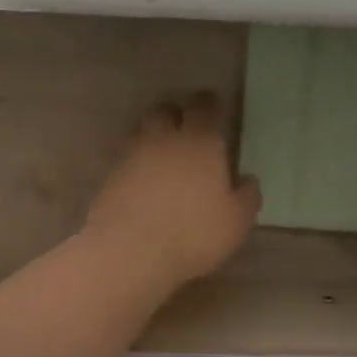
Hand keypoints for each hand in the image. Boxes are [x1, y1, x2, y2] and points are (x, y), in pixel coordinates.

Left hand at [84, 92, 262, 288]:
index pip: (204, 108)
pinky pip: (125, 158)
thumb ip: (246, 196)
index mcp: (200, 142)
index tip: (213, 108)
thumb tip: (247, 180)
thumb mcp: (236, 221)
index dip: (209, 105)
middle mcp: (164, 138)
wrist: (131, 251)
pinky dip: (134, 163)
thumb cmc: (193, 233)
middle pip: (165, 111)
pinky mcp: (109, 175)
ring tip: (161, 156)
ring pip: (141, 131)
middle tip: (184, 130)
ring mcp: (132, 155)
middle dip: (174, 114)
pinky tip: (141, 181)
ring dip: (152, 137)